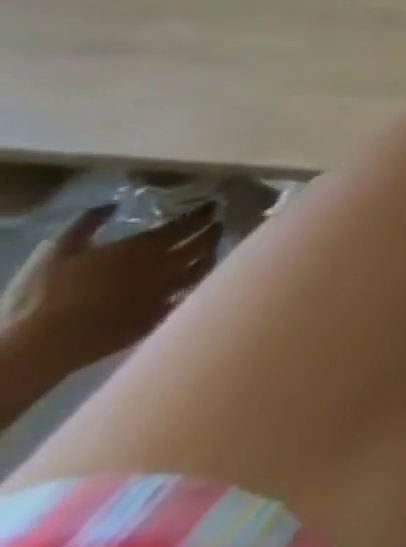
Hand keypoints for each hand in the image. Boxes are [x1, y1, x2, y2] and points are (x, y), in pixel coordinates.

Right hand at [0, 203, 221, 378]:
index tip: (212, 207)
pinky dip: (199, 284)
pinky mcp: (163, 314)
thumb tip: (111, 204)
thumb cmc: (49, 293)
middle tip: (218, 224)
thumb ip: (87, 223)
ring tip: (212, 249)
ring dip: (211, 255)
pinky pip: (191, 294)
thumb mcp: (61, 250)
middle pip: (203, 243)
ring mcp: (168, 291)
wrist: (47, 341)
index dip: (203, 213)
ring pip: (204, 267)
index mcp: (145, 247)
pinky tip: (198, 281)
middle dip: (214, 231)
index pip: (187, 224)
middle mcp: (166, 265)